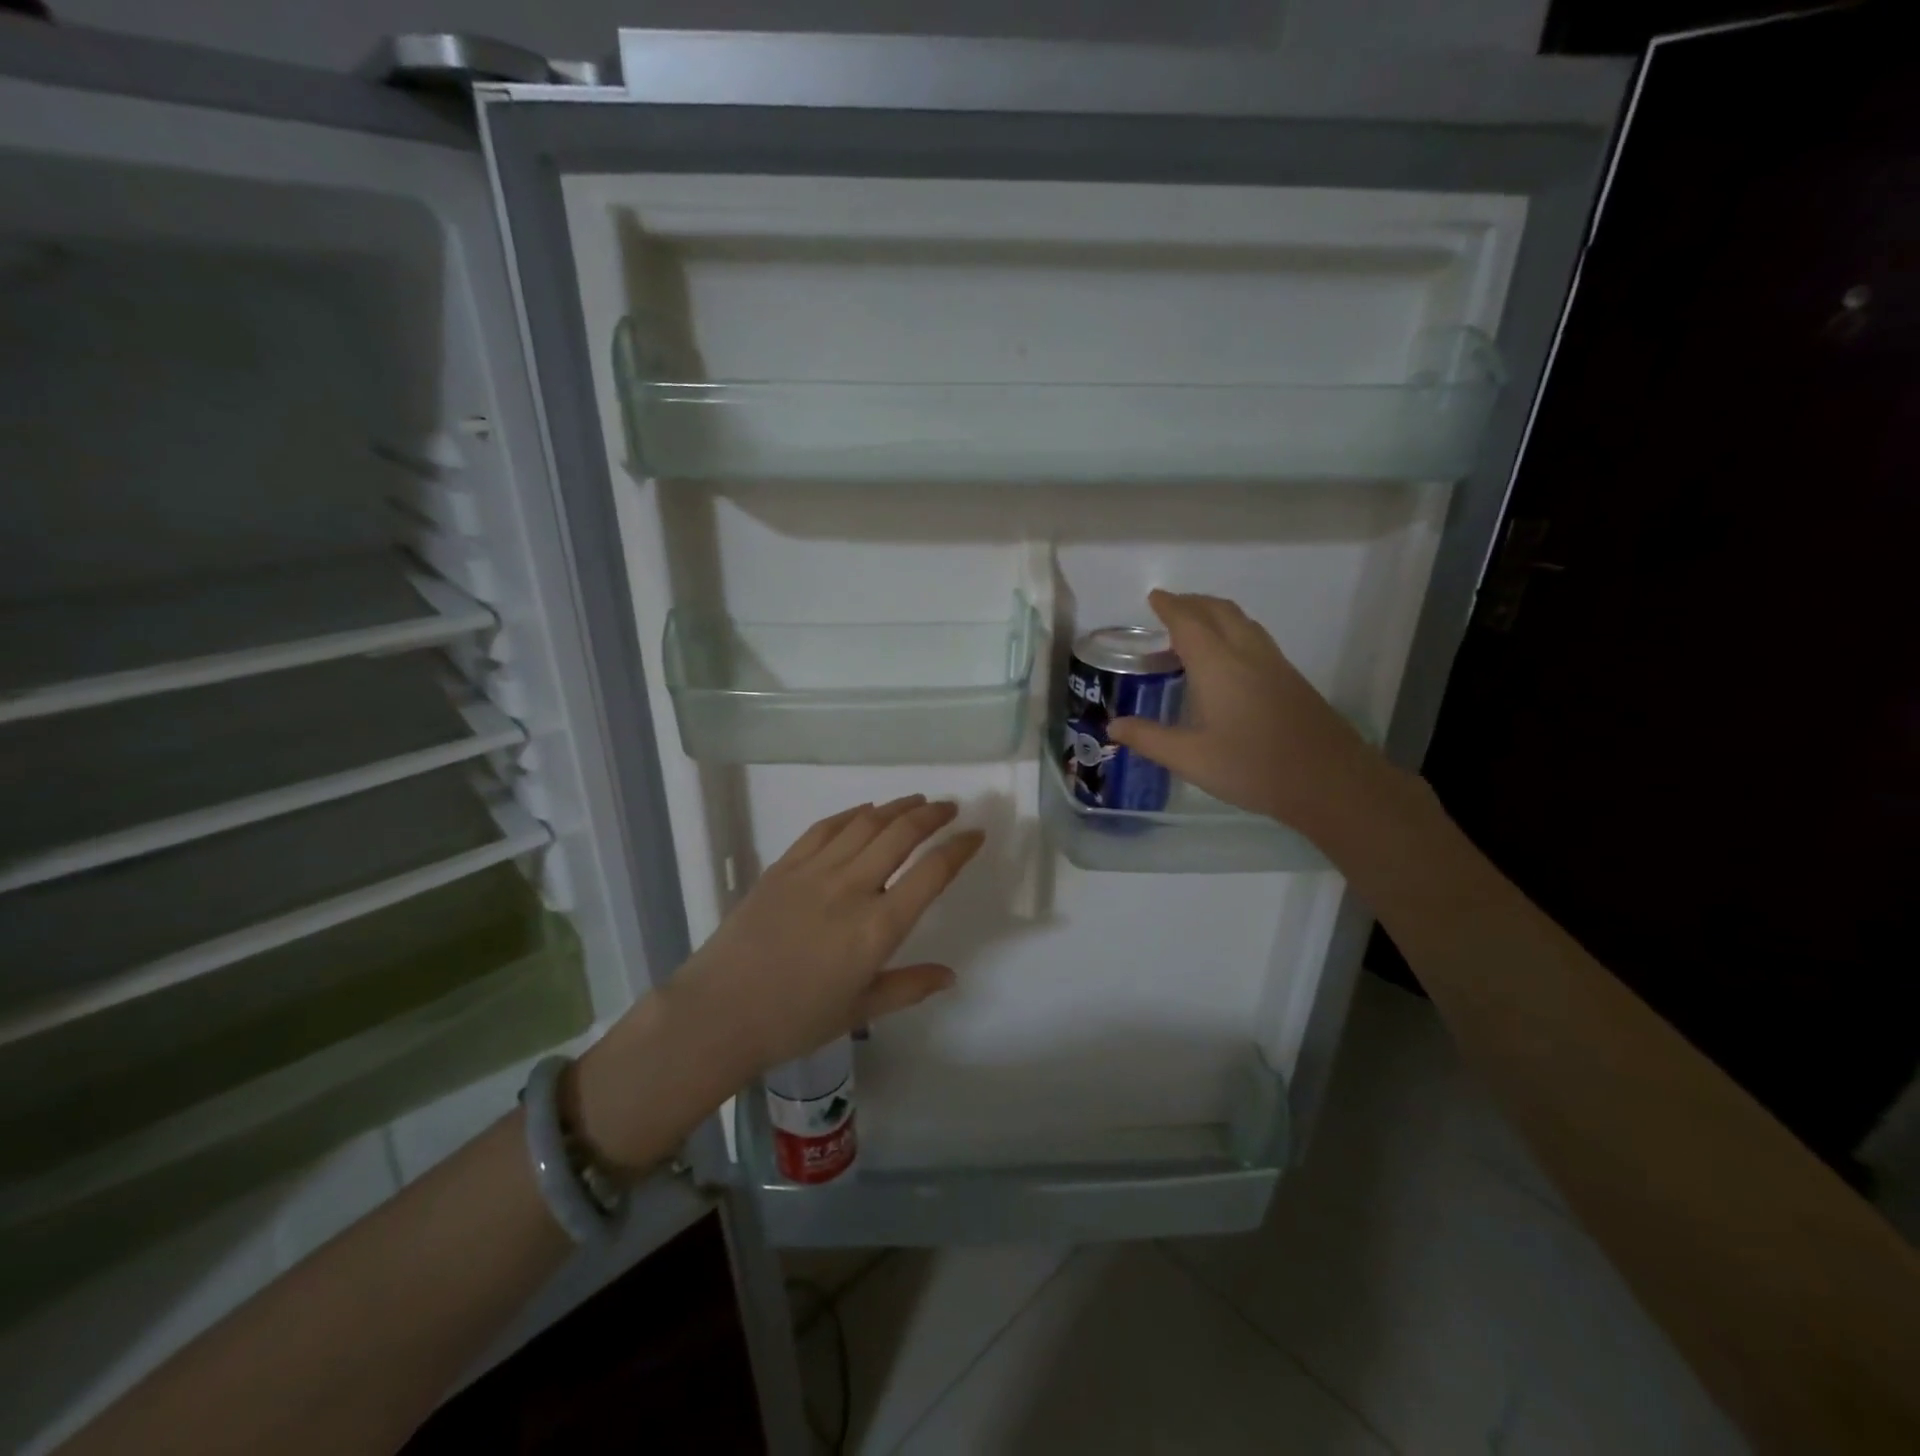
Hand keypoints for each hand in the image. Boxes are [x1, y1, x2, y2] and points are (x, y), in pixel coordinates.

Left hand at [672, 795, 982, 1071]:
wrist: (719, 1013)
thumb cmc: (794, 1021)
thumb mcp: (859, 1009)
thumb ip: (909, 987)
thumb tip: (950, 975)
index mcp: (877, 927)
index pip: (931, 873)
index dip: (959, 849)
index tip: (975, 835)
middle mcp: (852, 888)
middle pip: (901, 834)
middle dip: (932, 815)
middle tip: (950, 808)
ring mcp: (815, 871)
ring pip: (865, 823)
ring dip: (896, 807)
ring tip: (916, 802)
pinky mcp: (784, 866)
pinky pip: (825, 827)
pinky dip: (852, 813)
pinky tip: (865, 811)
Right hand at [1107, 590, 1390, 840]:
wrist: (1328, 780)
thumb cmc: (1252, 767)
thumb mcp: (1190, 758)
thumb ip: (1149, 738)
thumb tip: (1113, 726)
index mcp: (1218, 665)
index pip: (1188, 622)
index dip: (1169, 606)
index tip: (1154, 597)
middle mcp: (1247, 654)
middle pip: (1218, 611)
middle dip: (1192, 602)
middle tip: (1170, 607)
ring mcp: (1274, 664)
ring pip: (1242, 622)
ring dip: (1215, 614)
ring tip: (1195, 628)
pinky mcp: (1291, 679)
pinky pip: (1255, 639)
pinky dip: (1233, 632)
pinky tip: (1227, 661)